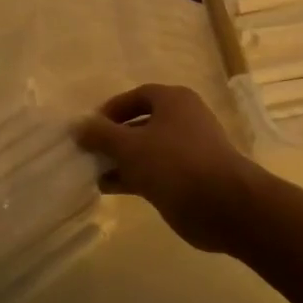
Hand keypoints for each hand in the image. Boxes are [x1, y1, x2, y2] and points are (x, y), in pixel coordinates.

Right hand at [75, 84, 263, 253]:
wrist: (224, 205)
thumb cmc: (175, 163)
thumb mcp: (130, 145)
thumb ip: (101, 134)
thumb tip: (78, 126)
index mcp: (174, 101)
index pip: (137, 96)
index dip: (111, 109)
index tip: (89, 127)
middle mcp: (183, 121)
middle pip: (140, 124)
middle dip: (113, 137)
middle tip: (88, 151)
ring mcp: (187, 151)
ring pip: (146, 150)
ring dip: (120, 160)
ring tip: (92, 172)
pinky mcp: (188, 179)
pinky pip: (154, 172)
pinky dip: (132, 177)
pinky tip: (109, 188)